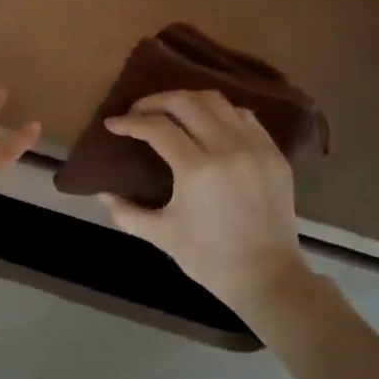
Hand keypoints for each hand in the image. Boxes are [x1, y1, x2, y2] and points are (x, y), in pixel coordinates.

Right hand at [101, 90, 315, 311]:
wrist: (267, 277)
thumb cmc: (209, 259)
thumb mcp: (160, 235)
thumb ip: (126, 212)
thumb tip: (103, 194)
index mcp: (197, 170)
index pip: (157, 128)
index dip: (130, 122)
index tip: (112, 124)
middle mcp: (228, 149)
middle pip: (186, 102)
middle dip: (155, 101)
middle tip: (138, 111)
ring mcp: (255, 148)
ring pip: (217, 101)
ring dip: (188, 101)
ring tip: (170, 112)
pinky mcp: (274, 154)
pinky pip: (245, 117)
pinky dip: (220, 112)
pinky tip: (207, 124)